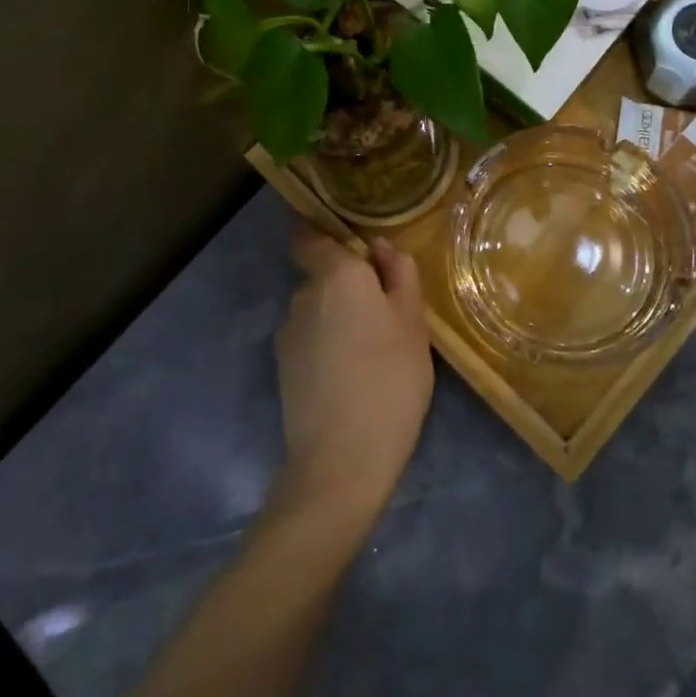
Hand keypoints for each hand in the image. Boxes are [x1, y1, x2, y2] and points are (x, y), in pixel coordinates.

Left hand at [271, 226, 434, 531]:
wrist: (341, 458)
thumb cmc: (390, 378)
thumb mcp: (413, 321)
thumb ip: (400, 274)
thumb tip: (381, 247)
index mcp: (336, 275)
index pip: (310, 237)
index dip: (326, 239)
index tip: (357, 255)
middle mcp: (303, 295)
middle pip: (322, 276)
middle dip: (348, 287)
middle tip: (386, 315)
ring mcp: (288, 333)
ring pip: (316, 310)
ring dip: (338, 319)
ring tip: (371, 352)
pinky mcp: (283, 368)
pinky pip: (309, 340)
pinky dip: (326, 347)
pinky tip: (350, 376)